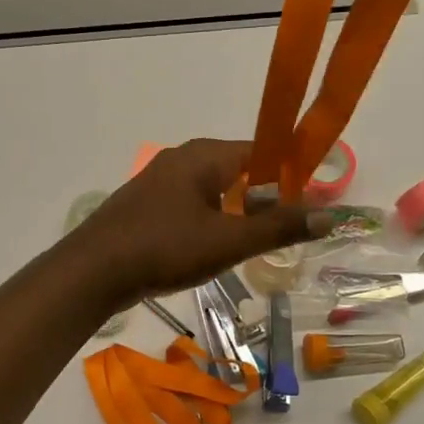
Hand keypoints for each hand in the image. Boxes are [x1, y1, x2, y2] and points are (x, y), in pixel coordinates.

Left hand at [63, 139, 325, 306]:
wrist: (93, 271)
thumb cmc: (165, 248)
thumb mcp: (228, 241)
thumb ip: (278, 228)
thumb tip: (330, 216)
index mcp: (204, 155)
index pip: (261, 152)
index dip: (289, 176)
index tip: (310, 204)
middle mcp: (181, 158)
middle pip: (237, 171)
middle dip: (263, 199)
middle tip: (283, 231)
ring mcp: (159, 181)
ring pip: (212, 191)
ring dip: (235, 214)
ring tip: (252, 245)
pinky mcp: (146, 205)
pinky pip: (190, 206)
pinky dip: (209, 222)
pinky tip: (211, 250)